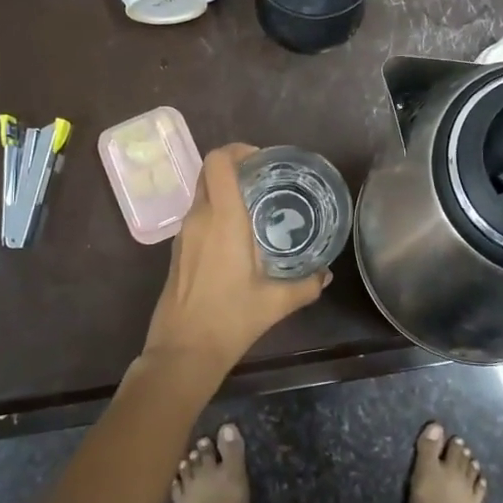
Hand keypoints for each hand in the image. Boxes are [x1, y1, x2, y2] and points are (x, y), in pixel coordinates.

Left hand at [140, 144, 328, 373]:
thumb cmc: (230, 319)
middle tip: (264, 180)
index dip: (237, 150)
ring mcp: (183, 234)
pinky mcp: (177, 251)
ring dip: (225, 192)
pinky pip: (197, 216)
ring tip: (256, 208)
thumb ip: (305, 284)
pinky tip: (237, 237)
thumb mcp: (276, 302)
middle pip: (209, 173)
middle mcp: (199, 218)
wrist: (182, 352)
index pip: (218, 161)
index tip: (262, 160)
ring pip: (202, 194)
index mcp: (223, 218)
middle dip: (235, 168)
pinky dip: (216, 213)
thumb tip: (325, 274)